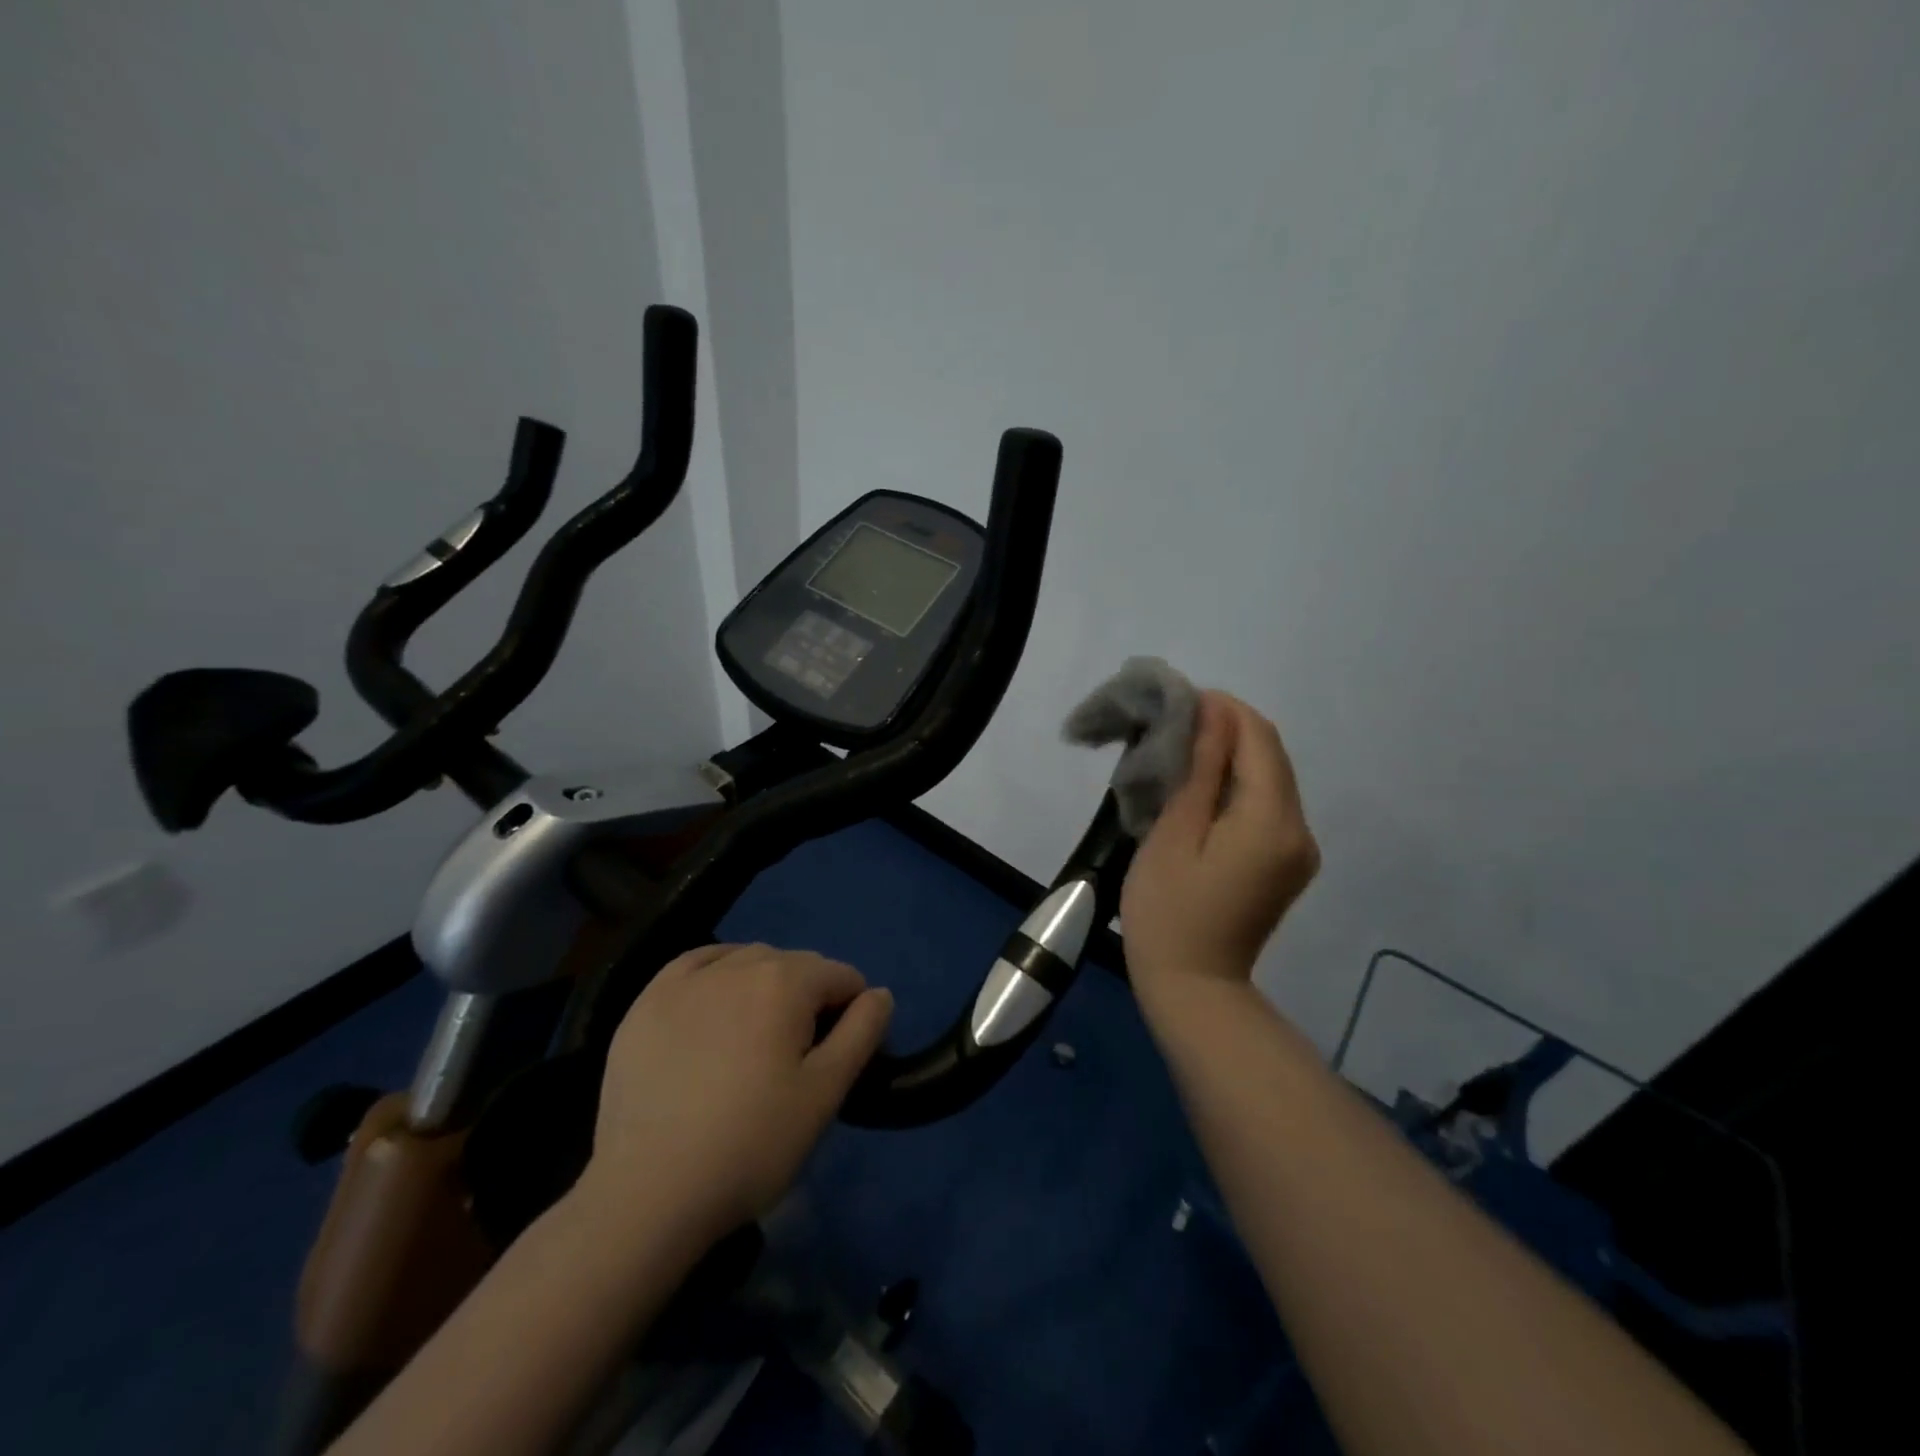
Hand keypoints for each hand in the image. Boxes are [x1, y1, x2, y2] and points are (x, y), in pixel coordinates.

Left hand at [580, 943, 892, 1242]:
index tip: (839, 1059)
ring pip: (747, 961)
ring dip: (764, 986)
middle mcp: (739, 963)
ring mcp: (686, 980)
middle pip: (795, 966)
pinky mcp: (646, 1002)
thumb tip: (879, 994)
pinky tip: (714, 1004)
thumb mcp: (826, 1093)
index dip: (852, 1014)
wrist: (647, 1195)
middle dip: (809, 998)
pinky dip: (717, 974)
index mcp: (786, 980)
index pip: (841, 977)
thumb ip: (862, 1032)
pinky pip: (696, 964)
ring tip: (754, 1040)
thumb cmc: (752, 1145)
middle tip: (797, 1058)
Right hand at [1120, 692, 1318, 1002]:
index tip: (1177, 701)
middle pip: (1270, 755)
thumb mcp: (1174, 833)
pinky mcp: (1287, 862)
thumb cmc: (1168, 910)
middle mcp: (1300, 828)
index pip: (1259, 739)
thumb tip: (1212, 713)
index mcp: (1272, 820)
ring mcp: (1298, 848)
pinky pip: (1267, 805)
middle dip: (1226, 728)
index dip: (1223, 710)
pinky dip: (1237, 785)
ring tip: (1181, 752)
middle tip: (1172, 725)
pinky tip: (1202, 789)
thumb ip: (1200, 769)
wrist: (1193, 986)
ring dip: (1230, 755)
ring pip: (1270, 778)